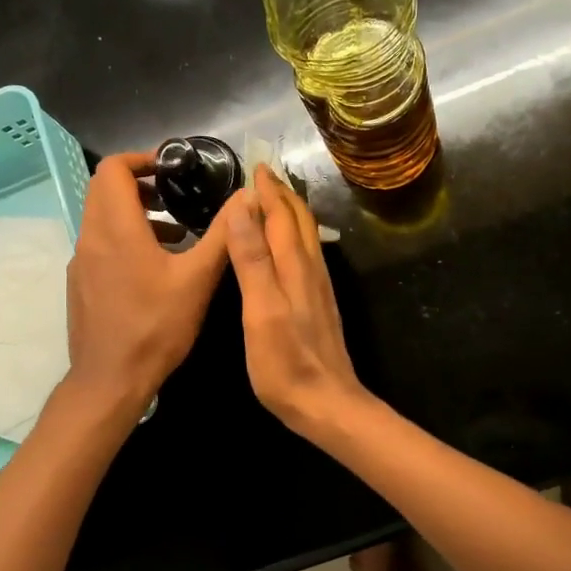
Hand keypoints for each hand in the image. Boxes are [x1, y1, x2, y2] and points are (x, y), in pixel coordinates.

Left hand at [64, 152, 230, 410]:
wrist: (110, 379)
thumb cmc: (156, 326)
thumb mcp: (198, 279)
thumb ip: (223, 235)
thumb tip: (246, 198)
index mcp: (116, 228)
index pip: (113, 169)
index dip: (142, 159)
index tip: (172, 169)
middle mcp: (91, 237)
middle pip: (105, 190)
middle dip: (141, 185)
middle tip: (177, 197)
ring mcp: (81, 262)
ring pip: (103, 218)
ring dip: (136, 214)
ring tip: (178, 235)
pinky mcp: (81, 284)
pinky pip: (101, 245)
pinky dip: (126, 239)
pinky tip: (157, 270)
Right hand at [222, 166, 371, 439]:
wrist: (327, 404)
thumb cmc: (286, 363)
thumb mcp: (261, 311)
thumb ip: (253, 260)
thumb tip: (243, 209)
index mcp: (294, 267)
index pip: (281, 216)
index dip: (268, 190)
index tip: (256, 165)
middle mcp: (311, 270)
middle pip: (298, 221)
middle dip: (282, 195)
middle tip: (264, 175)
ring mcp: (318, 289)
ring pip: (305, 238)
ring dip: (290, 213)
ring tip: (274, 201)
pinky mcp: (318, 306)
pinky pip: (306, 256)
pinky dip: (294, 238)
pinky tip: (287, 248)